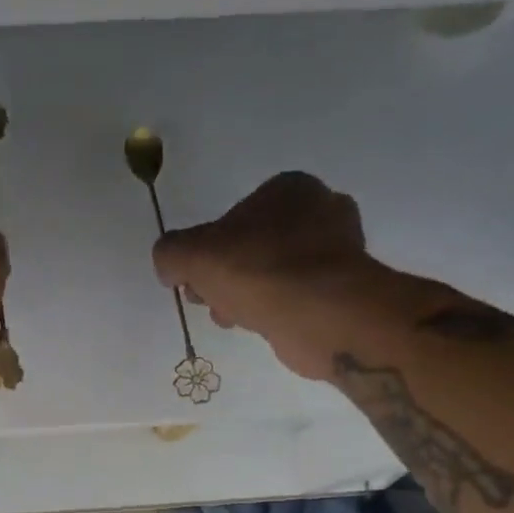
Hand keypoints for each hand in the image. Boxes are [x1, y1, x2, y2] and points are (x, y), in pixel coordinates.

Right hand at [153, 171, 390, 378]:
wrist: (318, 312)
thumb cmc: (255, 270)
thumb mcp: (191, 255)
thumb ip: (170, 253)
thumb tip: (169, 265)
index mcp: (288, 188)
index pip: (234, 216)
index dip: (207, 250)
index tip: (195, 279)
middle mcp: (320, 209)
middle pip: (253, 246)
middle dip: (227, 275)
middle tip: (210, 300)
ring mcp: (338, 249)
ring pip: (273, 272)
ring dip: (248, 294)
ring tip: (233, 317)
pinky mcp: (344, 287)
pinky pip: (295, 295)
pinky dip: (275, 308)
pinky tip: (261, 325)